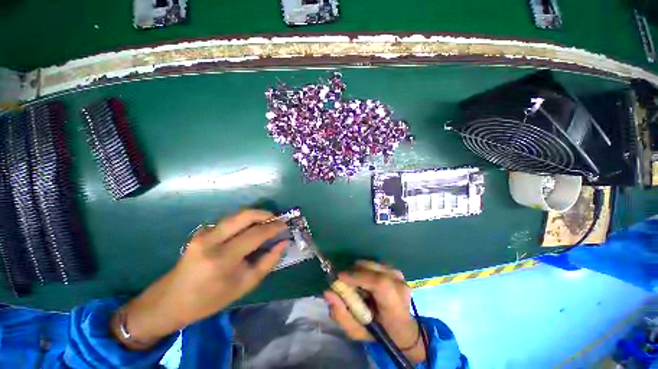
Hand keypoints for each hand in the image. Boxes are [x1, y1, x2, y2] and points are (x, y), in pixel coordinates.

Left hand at [111, 209, 287, 349]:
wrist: (171, 301)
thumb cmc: (210, 299)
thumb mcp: (245, 284)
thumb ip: (268, 261)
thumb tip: (283, 243)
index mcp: (223, 259)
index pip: (256, 234)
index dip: (274, 227)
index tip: (285, 225)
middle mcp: (211, 241)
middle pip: (244, 215)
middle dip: (265, 214)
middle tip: (276, 219)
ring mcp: (203, 234)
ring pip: (236, 215)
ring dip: (254, 216)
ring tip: (266, 222)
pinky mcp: (200, 232)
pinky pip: (227, 221)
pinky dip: (242, 221)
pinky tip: (248, 229)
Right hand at [324, 261, 426, 363]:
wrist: (402, 329)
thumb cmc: (379, 333)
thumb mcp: (357, 332)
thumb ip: (341, 314)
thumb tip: (328, 291)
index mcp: (395, 307)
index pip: (379, 284)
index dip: (357, 277)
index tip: (339, 277)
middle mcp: (399, 286)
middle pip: (372, 268)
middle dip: (353, 272)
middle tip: (344, 282)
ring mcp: (399, 276)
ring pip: (371, 263)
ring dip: (358, 271)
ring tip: (356, 284)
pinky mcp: (395, 270)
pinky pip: (374, 264)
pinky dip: (365, 270)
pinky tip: (365, 281)